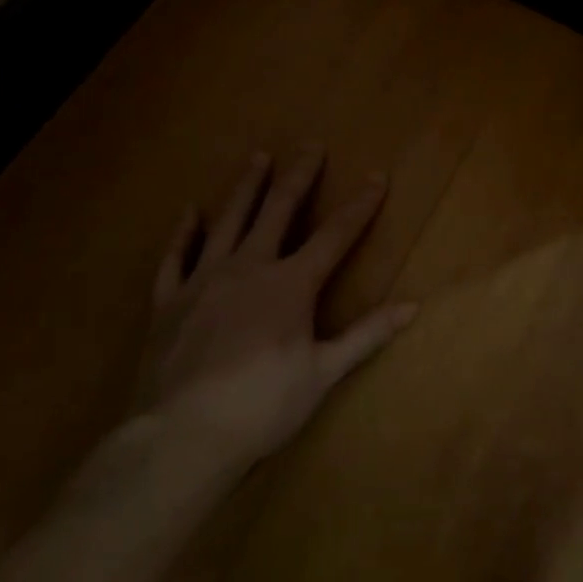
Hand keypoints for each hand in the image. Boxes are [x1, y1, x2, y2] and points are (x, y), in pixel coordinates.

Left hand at [130, 147, 416, 471]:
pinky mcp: (169, 300)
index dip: (360, 205)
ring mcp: (204, 280)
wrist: (181, 437)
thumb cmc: (262, 406)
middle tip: (310, 144)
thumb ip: (366, 334)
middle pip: (279, 210)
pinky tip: (188, 211)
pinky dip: (182, 232)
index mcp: (290, 284)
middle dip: (299, 175)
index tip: (377, 176)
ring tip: (257, 157)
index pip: (335, 235)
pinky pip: (175, 256)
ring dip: (246, 187)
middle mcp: (249, 267)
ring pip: (228, 220)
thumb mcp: (322, 373)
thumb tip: (413, 306)